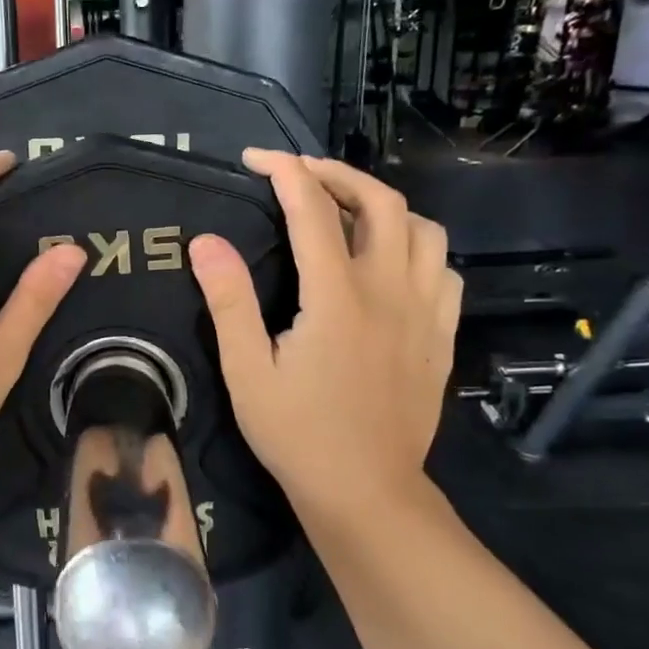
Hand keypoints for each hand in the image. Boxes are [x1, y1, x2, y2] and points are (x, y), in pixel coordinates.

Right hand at [189, 149, 461, 512]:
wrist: (365, 491)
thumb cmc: (297, 434)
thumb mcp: (247, 372)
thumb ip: (229, 302)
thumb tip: (206, 242)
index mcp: (337, 296)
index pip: (313, 210)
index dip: (284, 172)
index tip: (256, 157)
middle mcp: (390, 291)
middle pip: (381, 202)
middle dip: (338, 173)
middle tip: (300, 174)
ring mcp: (424, 313)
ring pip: (424, 229)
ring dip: (383, 206)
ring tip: (346, 213)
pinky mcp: (440, 336)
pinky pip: (442, 270)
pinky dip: (416, 248)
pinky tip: (390, 264)